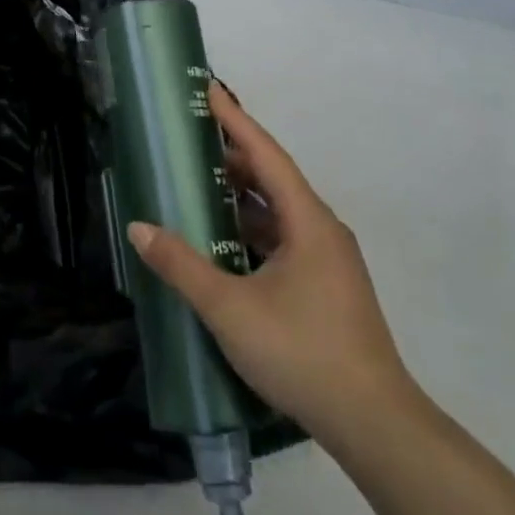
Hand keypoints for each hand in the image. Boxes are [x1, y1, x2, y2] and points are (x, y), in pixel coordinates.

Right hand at [127, 83, 417, 453]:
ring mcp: (327, 261)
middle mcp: (322, 231)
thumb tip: (139, 228)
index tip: (208, 90)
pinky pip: (283, 240)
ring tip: (199, 183)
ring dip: (241, 196)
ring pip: (278, 213)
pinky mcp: (326, 287)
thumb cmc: (302, 352)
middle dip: (233, 156)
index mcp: (308, 221)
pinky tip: (223, 241)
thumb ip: (182, 266)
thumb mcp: (230, 308)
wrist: (375, 424)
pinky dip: (251, 229)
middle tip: (190, 139)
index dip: (235, 120)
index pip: (266, 154)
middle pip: (274, 179)